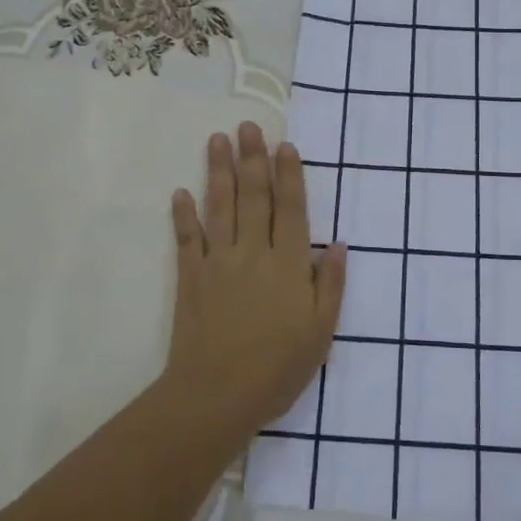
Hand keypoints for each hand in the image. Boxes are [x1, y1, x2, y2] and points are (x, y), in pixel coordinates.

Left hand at [165, 122, 347, 435]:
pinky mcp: (190, 277)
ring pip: (220, 207)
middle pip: (254, 196)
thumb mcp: (321, 332)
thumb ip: (331, 285)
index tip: (285, 145)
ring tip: (218, 140)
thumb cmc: (278, 368)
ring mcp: (219, 262)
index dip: (289, 175)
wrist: (217, 395)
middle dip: (252, 158)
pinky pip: (186, 239)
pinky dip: (183, 215)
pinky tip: (180, 192)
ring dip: (219, 171)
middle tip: (248, 126)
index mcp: (289, 264)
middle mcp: (254, 252)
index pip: (291, 208)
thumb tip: (340, 245)